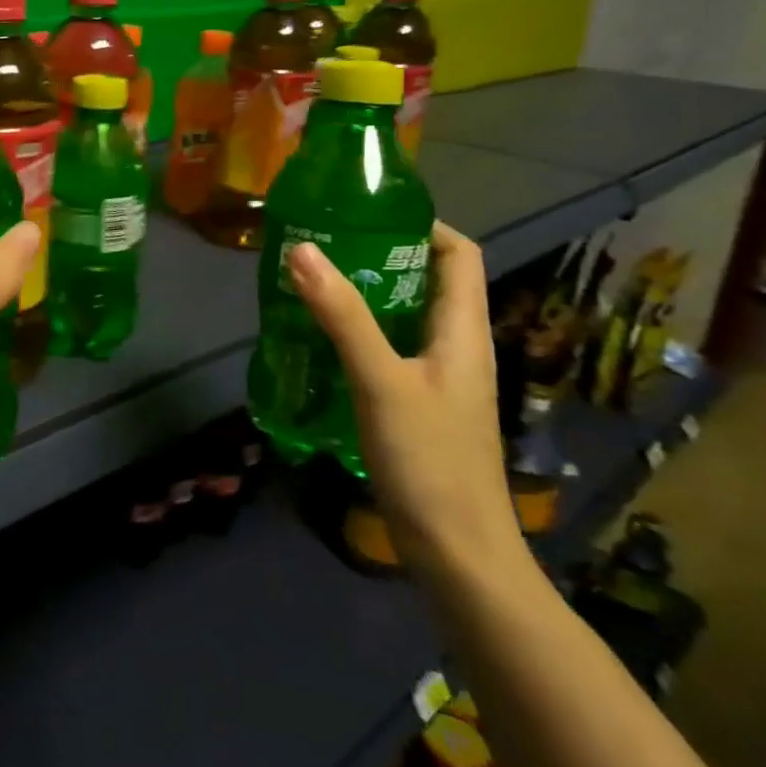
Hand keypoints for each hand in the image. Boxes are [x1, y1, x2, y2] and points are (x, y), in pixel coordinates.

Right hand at [286, 222, 525, 580]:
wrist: (457, 553)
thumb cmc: (429, 460)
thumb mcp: (380, 380)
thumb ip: (342, 315)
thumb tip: (302, 247)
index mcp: (463, 331)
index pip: (459, 255)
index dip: (423, 225)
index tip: (367, 213)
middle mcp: (455, 347)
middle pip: (426, 281)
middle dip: (378, 256)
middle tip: (322, 243)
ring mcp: (437, 378)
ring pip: (402, 316)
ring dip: (363, 295)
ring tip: (310, 281)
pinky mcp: (416, 404)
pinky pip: (388, 349)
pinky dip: (357, 332)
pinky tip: (317, 339)